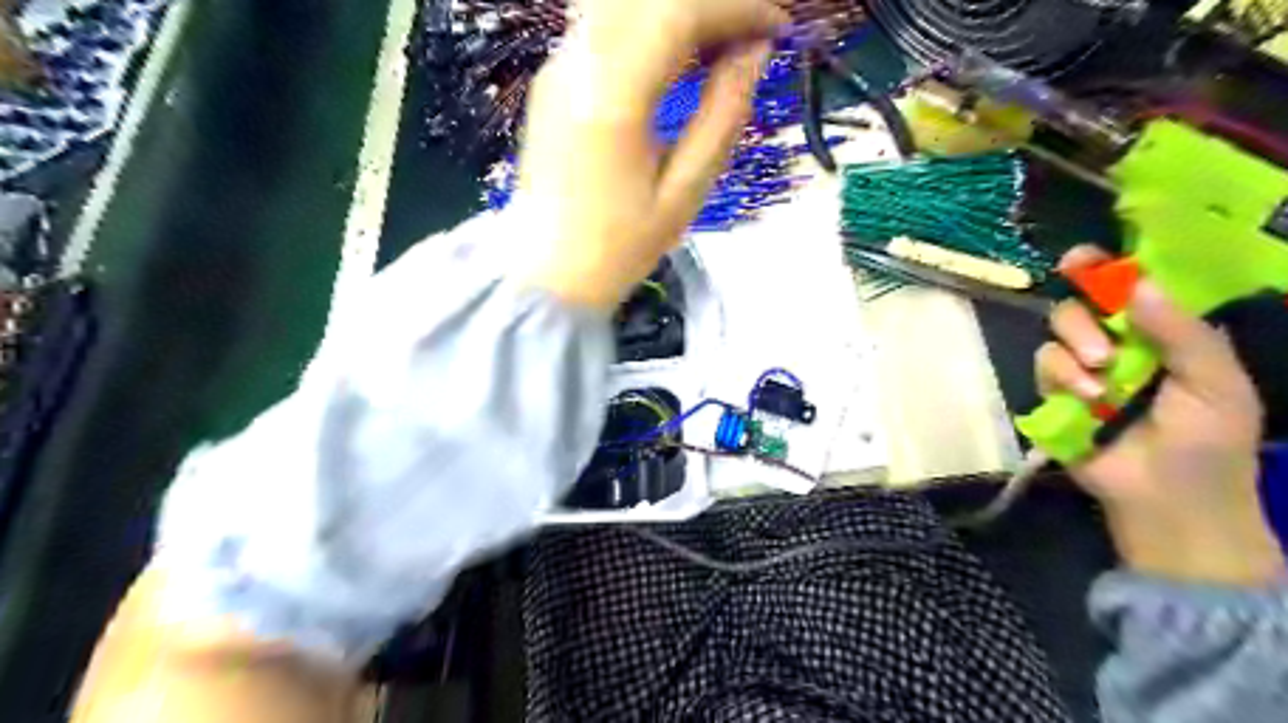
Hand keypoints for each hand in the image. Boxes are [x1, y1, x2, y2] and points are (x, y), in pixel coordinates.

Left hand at [509, 1, 779, 307]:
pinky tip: (679, 54)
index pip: (678, 11)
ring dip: (679, 11)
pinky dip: (649, 23)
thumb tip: (756, 52)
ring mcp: (557, 66)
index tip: (778, 27)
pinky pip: (604, 24)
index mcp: (611, 97)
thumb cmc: (618, 247)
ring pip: (623, 3)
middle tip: (754, 36)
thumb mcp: (684, 192)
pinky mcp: (552, 78)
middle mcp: (577, 63)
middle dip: (712, 6)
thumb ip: (723, 115)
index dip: (736, 9)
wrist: (546, 274)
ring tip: (721, 44)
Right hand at [1038, 246, 1282, 586]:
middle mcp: (1119, 343)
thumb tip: (1136, 284)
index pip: (1131, 288)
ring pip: (1056, 332)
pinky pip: (1043, 365)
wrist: (1169, 501)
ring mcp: (1084, 368)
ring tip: (1099, 385)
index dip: (1106, 269)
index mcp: (1164, 333)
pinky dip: (1061, 377)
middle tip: (1103, 351)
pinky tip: (1086, 401)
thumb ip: (1181, 332)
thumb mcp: (1216, 382)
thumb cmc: (1209, 442)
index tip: (1079, 259)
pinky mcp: (1055, 393)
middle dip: (1084, 319)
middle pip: (1080, 304)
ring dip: (1074, 352)